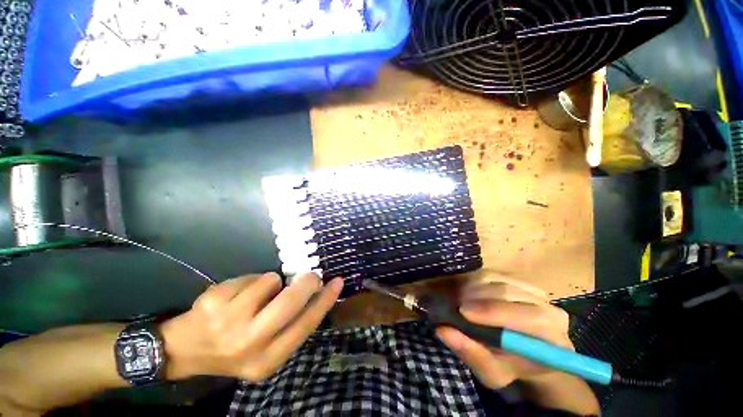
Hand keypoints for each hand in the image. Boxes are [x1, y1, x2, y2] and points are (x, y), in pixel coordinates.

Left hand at [161, 272, 342, 381]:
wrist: (184, 350)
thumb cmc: (234, 347)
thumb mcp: (266, 349)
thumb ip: (291, 324)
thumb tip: (315, 292)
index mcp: (267, 360)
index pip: (306, 325)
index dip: (325, 301)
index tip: (337, 282)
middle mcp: (249, 344)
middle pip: (291, 301)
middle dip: (306, 282)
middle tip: (310, 276)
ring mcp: (228, 323)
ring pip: (271, 281)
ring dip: (271, 283)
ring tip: (258, 295)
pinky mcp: (213, 302)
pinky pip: (250, 277)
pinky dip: (251, 281)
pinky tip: (237, 295)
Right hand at [437, 278, 598, 414]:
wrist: (527, 354)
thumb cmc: (511, 367)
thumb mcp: (492, 373)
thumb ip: (472, 353)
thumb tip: (443, 330)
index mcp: (552, 338)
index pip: (528, 318)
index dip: (493, 312)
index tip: (462, 312)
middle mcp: (549, 308)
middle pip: (509, 292)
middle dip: (477, 296)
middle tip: (454, 304)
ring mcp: (533, 290)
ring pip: (497, 279)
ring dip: (472, 287)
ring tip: (458, 298)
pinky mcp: (518, 280)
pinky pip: (493, 274)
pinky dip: (474, 280)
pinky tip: (465, 291)